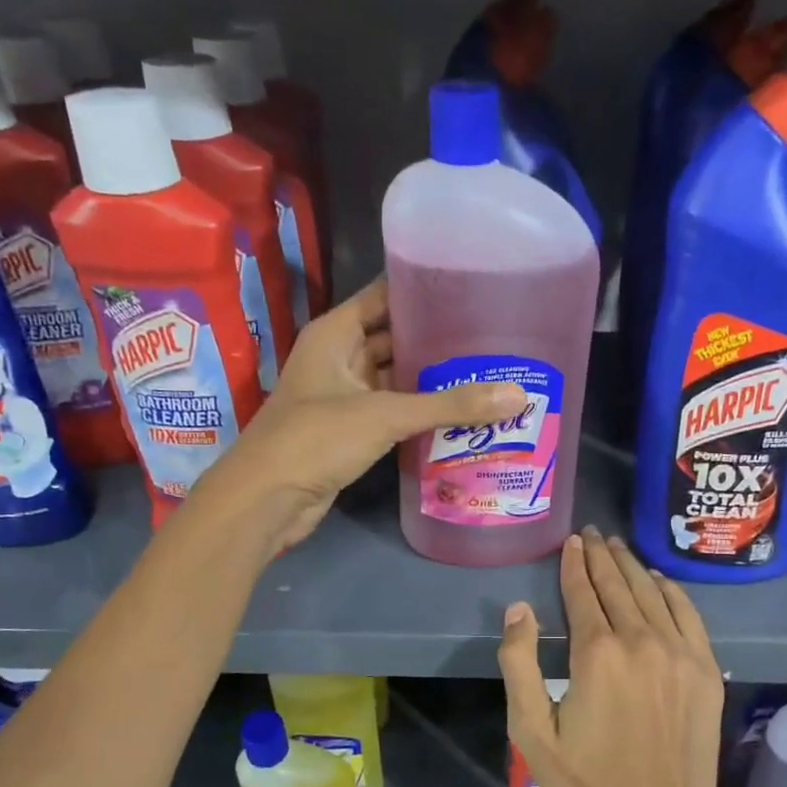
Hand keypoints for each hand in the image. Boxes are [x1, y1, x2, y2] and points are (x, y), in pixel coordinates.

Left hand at [195, 277, 526, 554]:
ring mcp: (344, 396)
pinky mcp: (352, 431)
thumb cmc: (316, 439)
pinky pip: (393, 411)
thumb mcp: (385, 414)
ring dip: (432, 378)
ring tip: (487, 370)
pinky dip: (421, 411)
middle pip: (394, 337)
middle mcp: (339, 358)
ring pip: (396, 377)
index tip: (470, 286)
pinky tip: (461, 412)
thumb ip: (450, 405)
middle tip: (491, 335)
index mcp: (336, 333)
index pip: (384, 296)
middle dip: (436, 339)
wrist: (267, 500)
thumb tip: (518, 396)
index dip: (422, 289)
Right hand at [497, 527, 732, 786]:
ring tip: (618, 547)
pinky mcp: (705, 668)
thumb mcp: (532, 733)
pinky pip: (687, 613)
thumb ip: (519, 664)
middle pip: (618, 584)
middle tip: (593, 533)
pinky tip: (658, 579)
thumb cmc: (589, 782)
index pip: (583, 592)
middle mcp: (640, 640)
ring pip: (652, 592)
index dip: (575, 564)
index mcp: (596, 653)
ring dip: (633, 565)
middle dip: (602, 555)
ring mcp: (679, 651)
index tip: (572, 541)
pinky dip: (670, 590)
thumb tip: (519, 608)